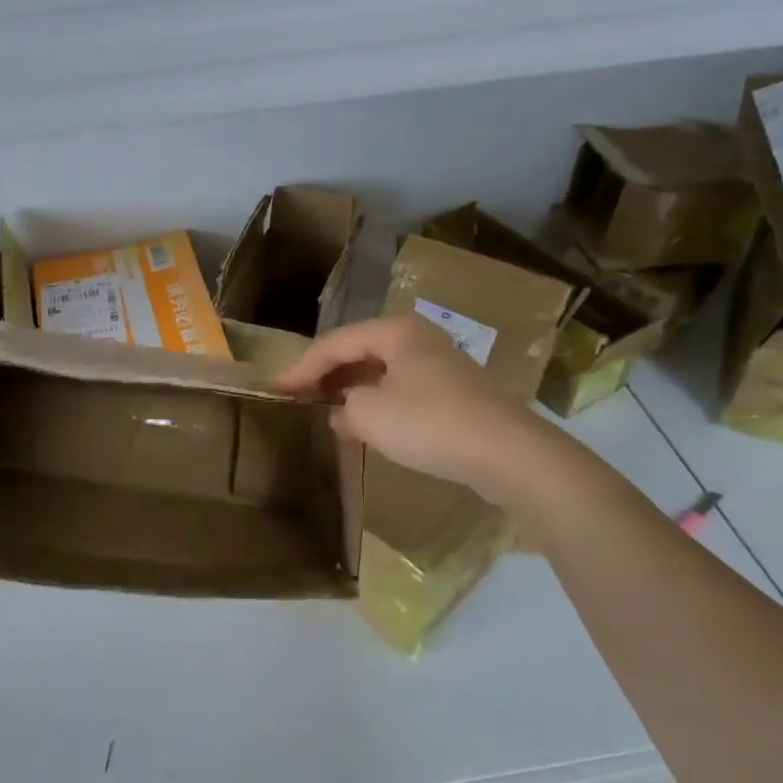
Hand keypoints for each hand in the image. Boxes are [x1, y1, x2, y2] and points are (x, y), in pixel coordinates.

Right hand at [276, 316, 532, 492]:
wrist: (506, 452)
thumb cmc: (430, 423)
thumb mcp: (370, 415)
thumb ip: (342, 410)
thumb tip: (342, 414)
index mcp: (395, 331)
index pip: (334, 343)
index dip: (301, 367)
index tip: (276, 391)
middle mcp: (417, 338)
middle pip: (358, 351)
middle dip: (326, 375)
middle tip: (298, 398)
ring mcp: (439, 364)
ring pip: (380, 371)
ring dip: (351, 391)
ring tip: (326, 413)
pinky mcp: (453, 392)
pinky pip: (402, 389)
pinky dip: (377, 403)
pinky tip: (366, 426)